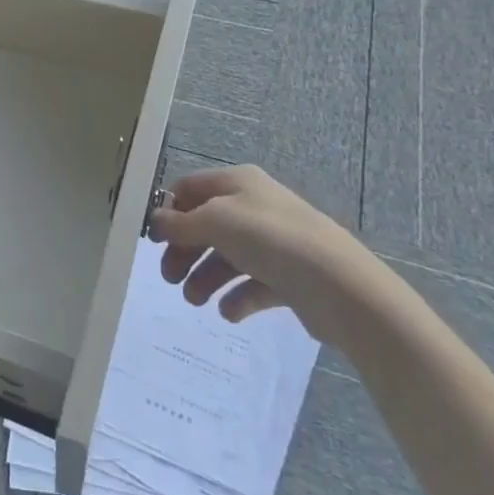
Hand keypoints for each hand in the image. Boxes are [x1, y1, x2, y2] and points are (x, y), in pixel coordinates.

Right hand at [147, 164, 394, 347]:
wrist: (340, 286)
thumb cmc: (269, 240)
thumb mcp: (214, 222)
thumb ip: (179, 223)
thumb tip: (155, 221)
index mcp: (238, 183)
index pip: (191, 187)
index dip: (170, 210)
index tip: (153, 239)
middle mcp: (255, 207)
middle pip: (206, 225)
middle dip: (185, 252)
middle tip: (169, 278)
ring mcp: (274, 243)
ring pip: (227, 257)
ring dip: (205, 277)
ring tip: (196, 301)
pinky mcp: (290, 276)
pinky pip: (253, 284)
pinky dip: (236, 297)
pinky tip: (229, 311)